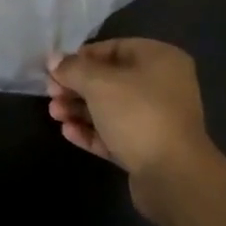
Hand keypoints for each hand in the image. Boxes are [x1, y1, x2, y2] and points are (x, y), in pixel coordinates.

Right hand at [48, 38, 222, 213]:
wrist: (174, 177)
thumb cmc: (138, 114)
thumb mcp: (99, 83)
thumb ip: (73, 69)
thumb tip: (53, 60)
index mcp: (160, 59)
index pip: (114, 48)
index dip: (82, 57)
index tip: (56, 69)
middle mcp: (162, 85)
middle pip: (111, 80)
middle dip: (77, 87)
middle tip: (51, 94)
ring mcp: (157, 119)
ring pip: (111, 108)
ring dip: (81, 109)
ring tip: (54, 114)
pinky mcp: (149, 150)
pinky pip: (116, 134)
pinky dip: (92, 131)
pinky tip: (68, 132)